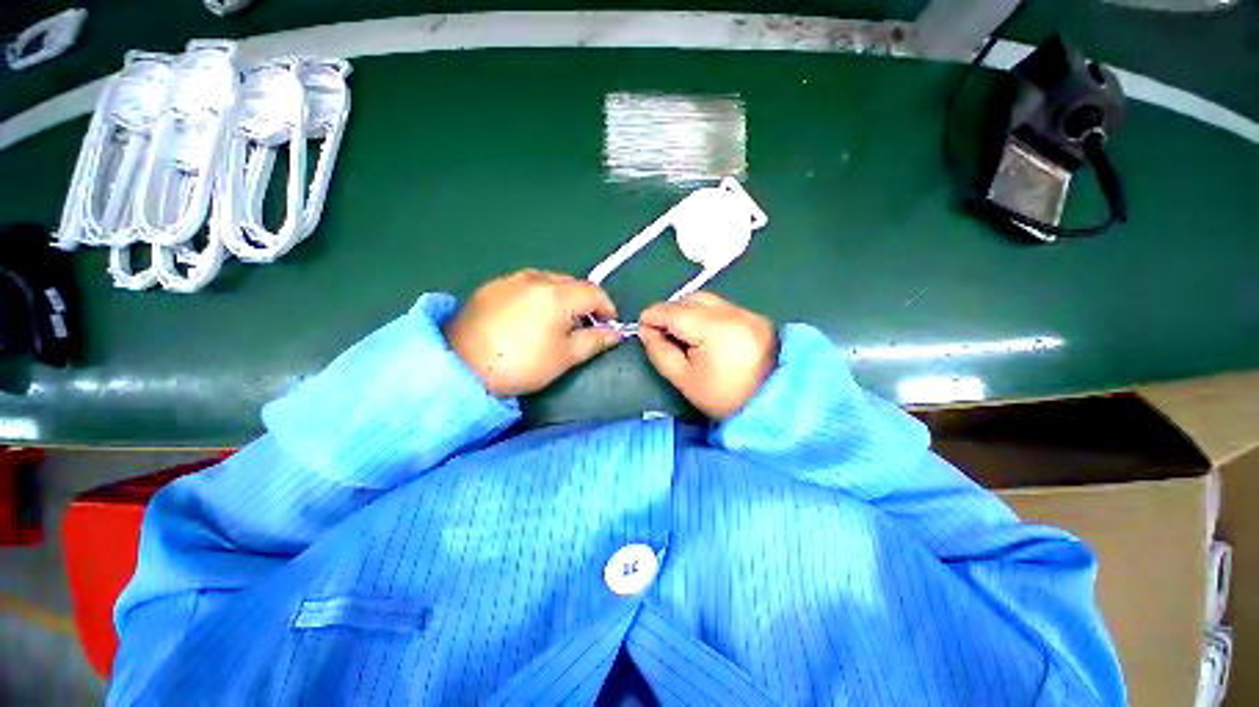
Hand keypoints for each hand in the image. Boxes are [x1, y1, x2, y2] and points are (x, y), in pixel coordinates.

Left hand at [445, 270, 621, 396]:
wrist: (462, 366)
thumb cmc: (522, 364)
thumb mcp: (565, 356)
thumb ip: (595, 340)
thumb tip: (615, 333)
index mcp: (558, 294)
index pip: (594, 292)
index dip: (607, 308)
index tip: (609, 326)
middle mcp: (536, 277)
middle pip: (573, 284)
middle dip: (585, 303)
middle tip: (585, 327)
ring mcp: (512, 278)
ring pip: (550, 282)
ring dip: (563, 298)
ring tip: (558, 322)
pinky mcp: (492, 286)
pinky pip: (527, 285)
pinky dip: (539, 297)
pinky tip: (530, 318)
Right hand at [638, 292, 776, 419]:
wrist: (774, 404)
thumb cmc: (724, 397)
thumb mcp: (683, 379)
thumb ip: (659, 351)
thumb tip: (646, 330)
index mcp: (714, 329)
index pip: (673, 311)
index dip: (652, 316)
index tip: (641, 328)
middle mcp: (732, 312)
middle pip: (689, 299)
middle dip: (669, 311)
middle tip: (659, 332)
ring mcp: (746, 312)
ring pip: (705, 299)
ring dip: (686, 310)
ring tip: (679, 332)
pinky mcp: (755, 317)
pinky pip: (720, 306)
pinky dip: (704, 313)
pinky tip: (701, 332)